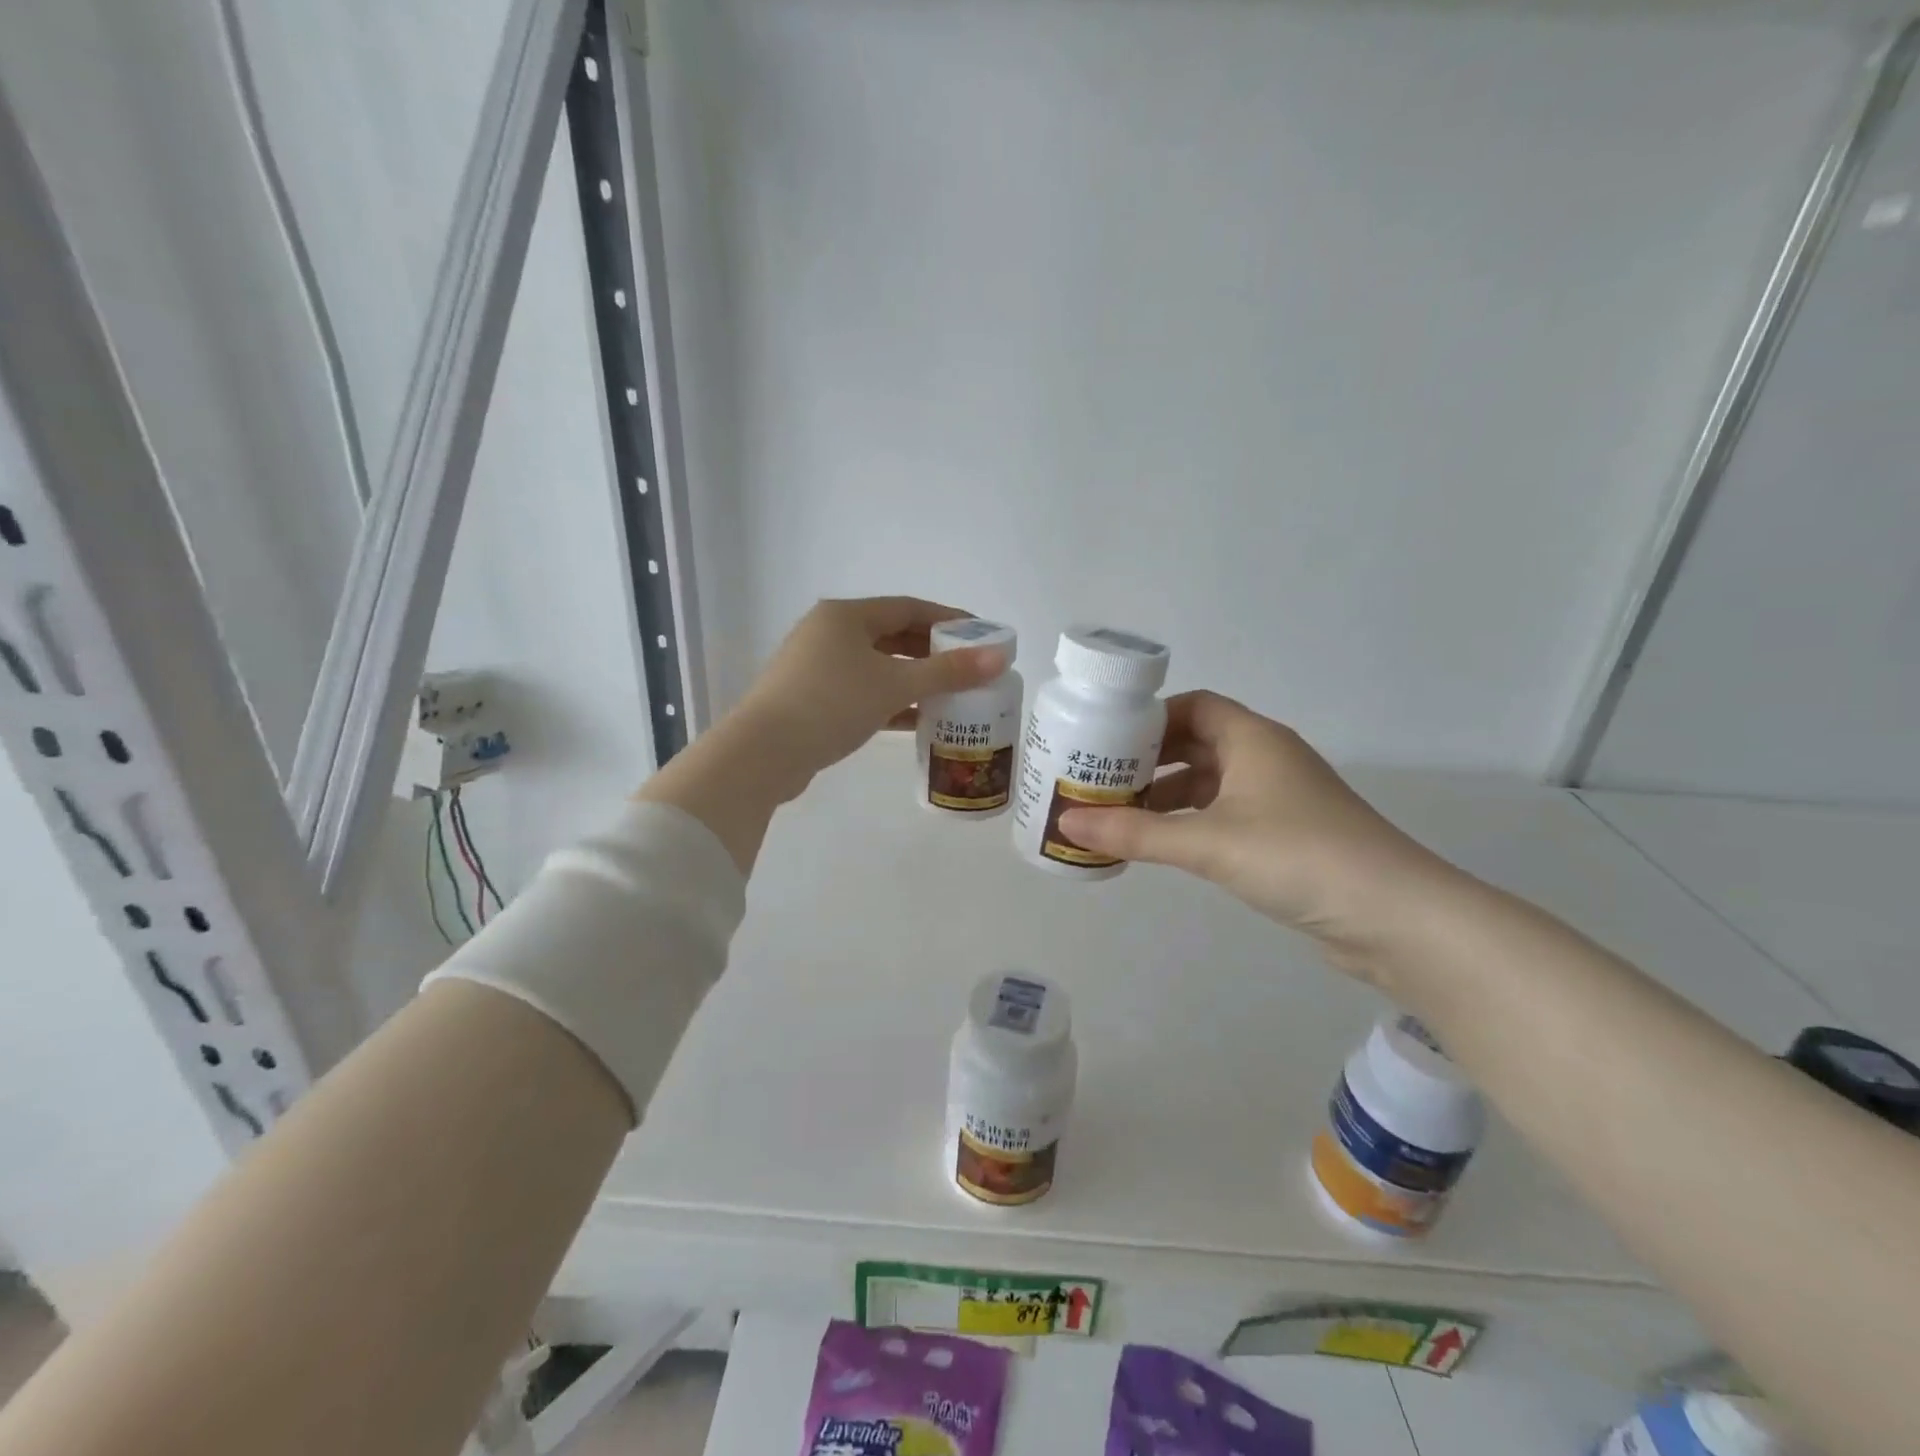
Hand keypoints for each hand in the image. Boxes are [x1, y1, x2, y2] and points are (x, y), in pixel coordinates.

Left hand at [732, 596, 1008, 794]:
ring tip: (952, 695)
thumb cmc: (832, 703)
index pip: (909, 608)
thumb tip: (1000, 657)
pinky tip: (919, 720)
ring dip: (914, 680)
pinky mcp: (813, 700)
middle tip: (970, 669)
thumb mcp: (895, 685)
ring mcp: (817, 668)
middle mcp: (829, 633)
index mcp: (846, 616)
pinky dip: (891, 702)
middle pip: (893, 636)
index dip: (949, 619)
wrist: (764, 753)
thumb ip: (948, 672)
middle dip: (933, 652)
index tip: (982, 635)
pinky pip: (863, 692)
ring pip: (878, 667)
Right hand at [1056, 692, 1457, 969]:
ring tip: (1117, 815)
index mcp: (1253, 739)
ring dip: (1166, 795)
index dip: (1148, 718)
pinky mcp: (1285, 836)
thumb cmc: (1299, 856)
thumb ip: (1135, 834)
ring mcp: (1279, 799)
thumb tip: (1067, 825)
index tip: (1104, 738)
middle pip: (1196, 743)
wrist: (1395, 917)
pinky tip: (1161, 844)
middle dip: (1148, 759)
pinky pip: (1223, 814)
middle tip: (1099, 779)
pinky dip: (1189, 823)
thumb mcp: (1208, 843)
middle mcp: (1266, 759)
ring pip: (1209, 783)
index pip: (1193, 706)